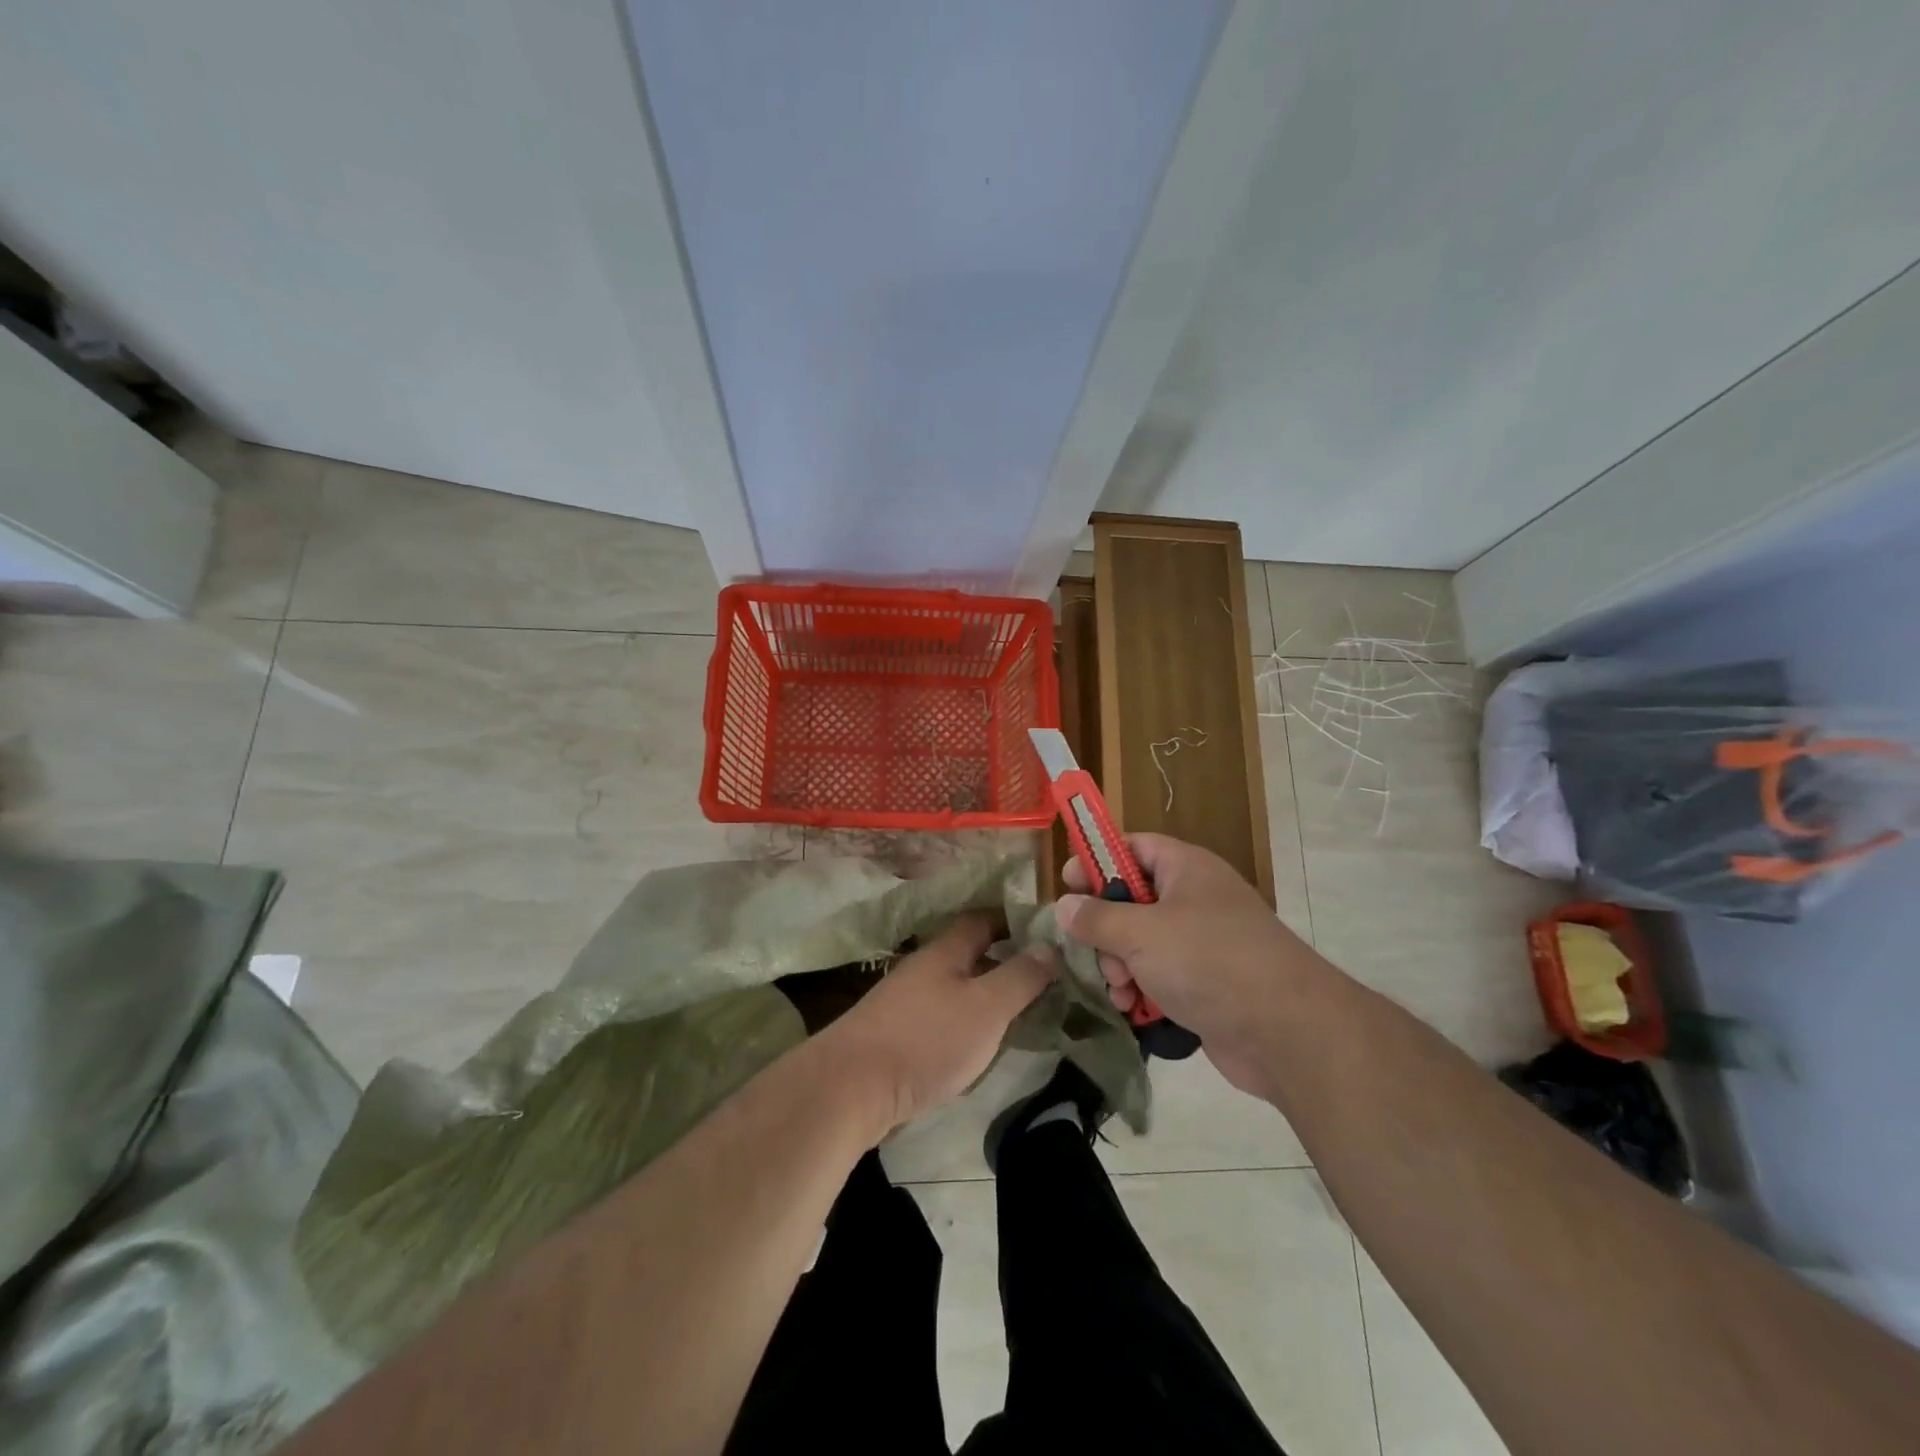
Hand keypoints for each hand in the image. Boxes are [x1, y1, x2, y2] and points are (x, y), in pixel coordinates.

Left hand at [816, 912, 1055, 1130]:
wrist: (851, 1088)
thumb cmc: (926, 1040)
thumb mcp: (986, 1008)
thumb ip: (1020, 977)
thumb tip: (1049, 945)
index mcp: (945, 951)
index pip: (982, 919)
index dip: (1013, 920)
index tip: (1045, 932)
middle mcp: (923, 968)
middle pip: (968, 953)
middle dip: (1003, 959)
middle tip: (1043, 976)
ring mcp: (905, 1001)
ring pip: (955, 986)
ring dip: (985, 993)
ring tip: (1019, 1011)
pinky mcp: (896, 1035)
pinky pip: (941, 1015)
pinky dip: (965, 1020)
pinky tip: (978, 1043)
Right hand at [1056, 834, 1312, 1095]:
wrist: (1287, 1031)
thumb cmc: (1209, 961)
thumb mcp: (1141, 932)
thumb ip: (1097, 918)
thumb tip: (1064, 906)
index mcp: (1186, 869)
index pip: (1133, 846)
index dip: (1098, 859)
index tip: (1066, 883)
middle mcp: (1195, 900)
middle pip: (1132, 900)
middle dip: (1106, 929)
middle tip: (1095, 952)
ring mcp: (1203, 944)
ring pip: (1142, 943)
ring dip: (1120, 966)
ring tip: (1120, 991)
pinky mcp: (1207, 985)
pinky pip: (1161, 977)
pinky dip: (1143, 991)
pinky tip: (1133, 1011)